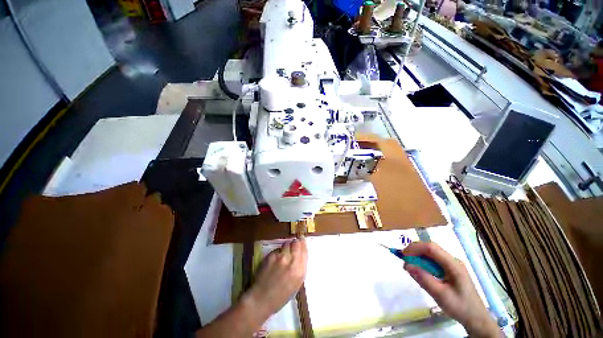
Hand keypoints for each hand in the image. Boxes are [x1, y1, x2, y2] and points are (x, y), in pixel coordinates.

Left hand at [246, 238, 307, 317]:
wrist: (261, 299)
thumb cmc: (280, 296)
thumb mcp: (296, 284)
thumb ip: (300, 268)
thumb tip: (300, 255)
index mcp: (300, 271)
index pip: (305, 251)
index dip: (303, 244)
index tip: (302, 241)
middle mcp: (292, 262)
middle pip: (296, 244)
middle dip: (296, 242)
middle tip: (294, 243)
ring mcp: (281, 257)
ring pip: (287, 243)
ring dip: (287, 246)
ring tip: (284, 251)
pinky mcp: (271, 255)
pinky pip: (277, 249)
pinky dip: (277, 252)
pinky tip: (274, 260)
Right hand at [403, 242, 499, 337]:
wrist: (476, 319)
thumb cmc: (460, 307)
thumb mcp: (440, 295)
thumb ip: (424, 279)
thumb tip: (407, 265)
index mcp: (453, 265)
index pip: (431, 248)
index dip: (415, 248)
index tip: (403, 256)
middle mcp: (452, 260)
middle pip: (430, 248)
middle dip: (415, 251)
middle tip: (404, 261)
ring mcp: (452, 264)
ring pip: (431, 254)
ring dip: (418, 257)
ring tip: (410, 267)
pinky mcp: (450, 270)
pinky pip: (433, 261)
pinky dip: (423, 263)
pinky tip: (420, 272)